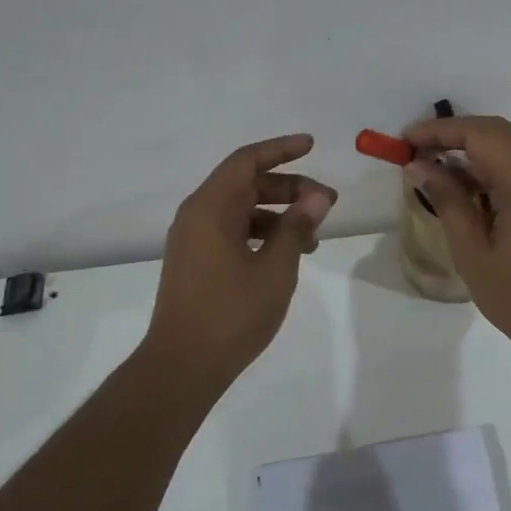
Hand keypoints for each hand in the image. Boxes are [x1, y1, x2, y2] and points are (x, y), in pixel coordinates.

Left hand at [145, 134, 336, 385]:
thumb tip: (318, 195)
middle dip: (289, 188)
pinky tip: (288, 254)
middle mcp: (197, 215)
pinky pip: (232, 232)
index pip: (247, 161)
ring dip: (278, 215)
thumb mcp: (275, 268)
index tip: (311, 145)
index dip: (281, 149)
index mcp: (210, 208)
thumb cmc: (232, 313)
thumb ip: (296, 226)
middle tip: (327, 203)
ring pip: (241, 210)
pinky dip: (261, 233)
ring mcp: (193, 240)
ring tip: (313, 237)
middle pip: (246, 184)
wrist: (182, 365)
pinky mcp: (195, 262)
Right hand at [401, 115, 510, 363]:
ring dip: (475, 150)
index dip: (439, 130)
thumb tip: (420, 165)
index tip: (405, 139)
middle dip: (455, 135)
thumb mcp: (473, 252)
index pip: (480, 134)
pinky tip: (469, 186)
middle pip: (498, 132)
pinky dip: (495, 166)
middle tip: (416, 150)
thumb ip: (447, 200)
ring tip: (435, 167)